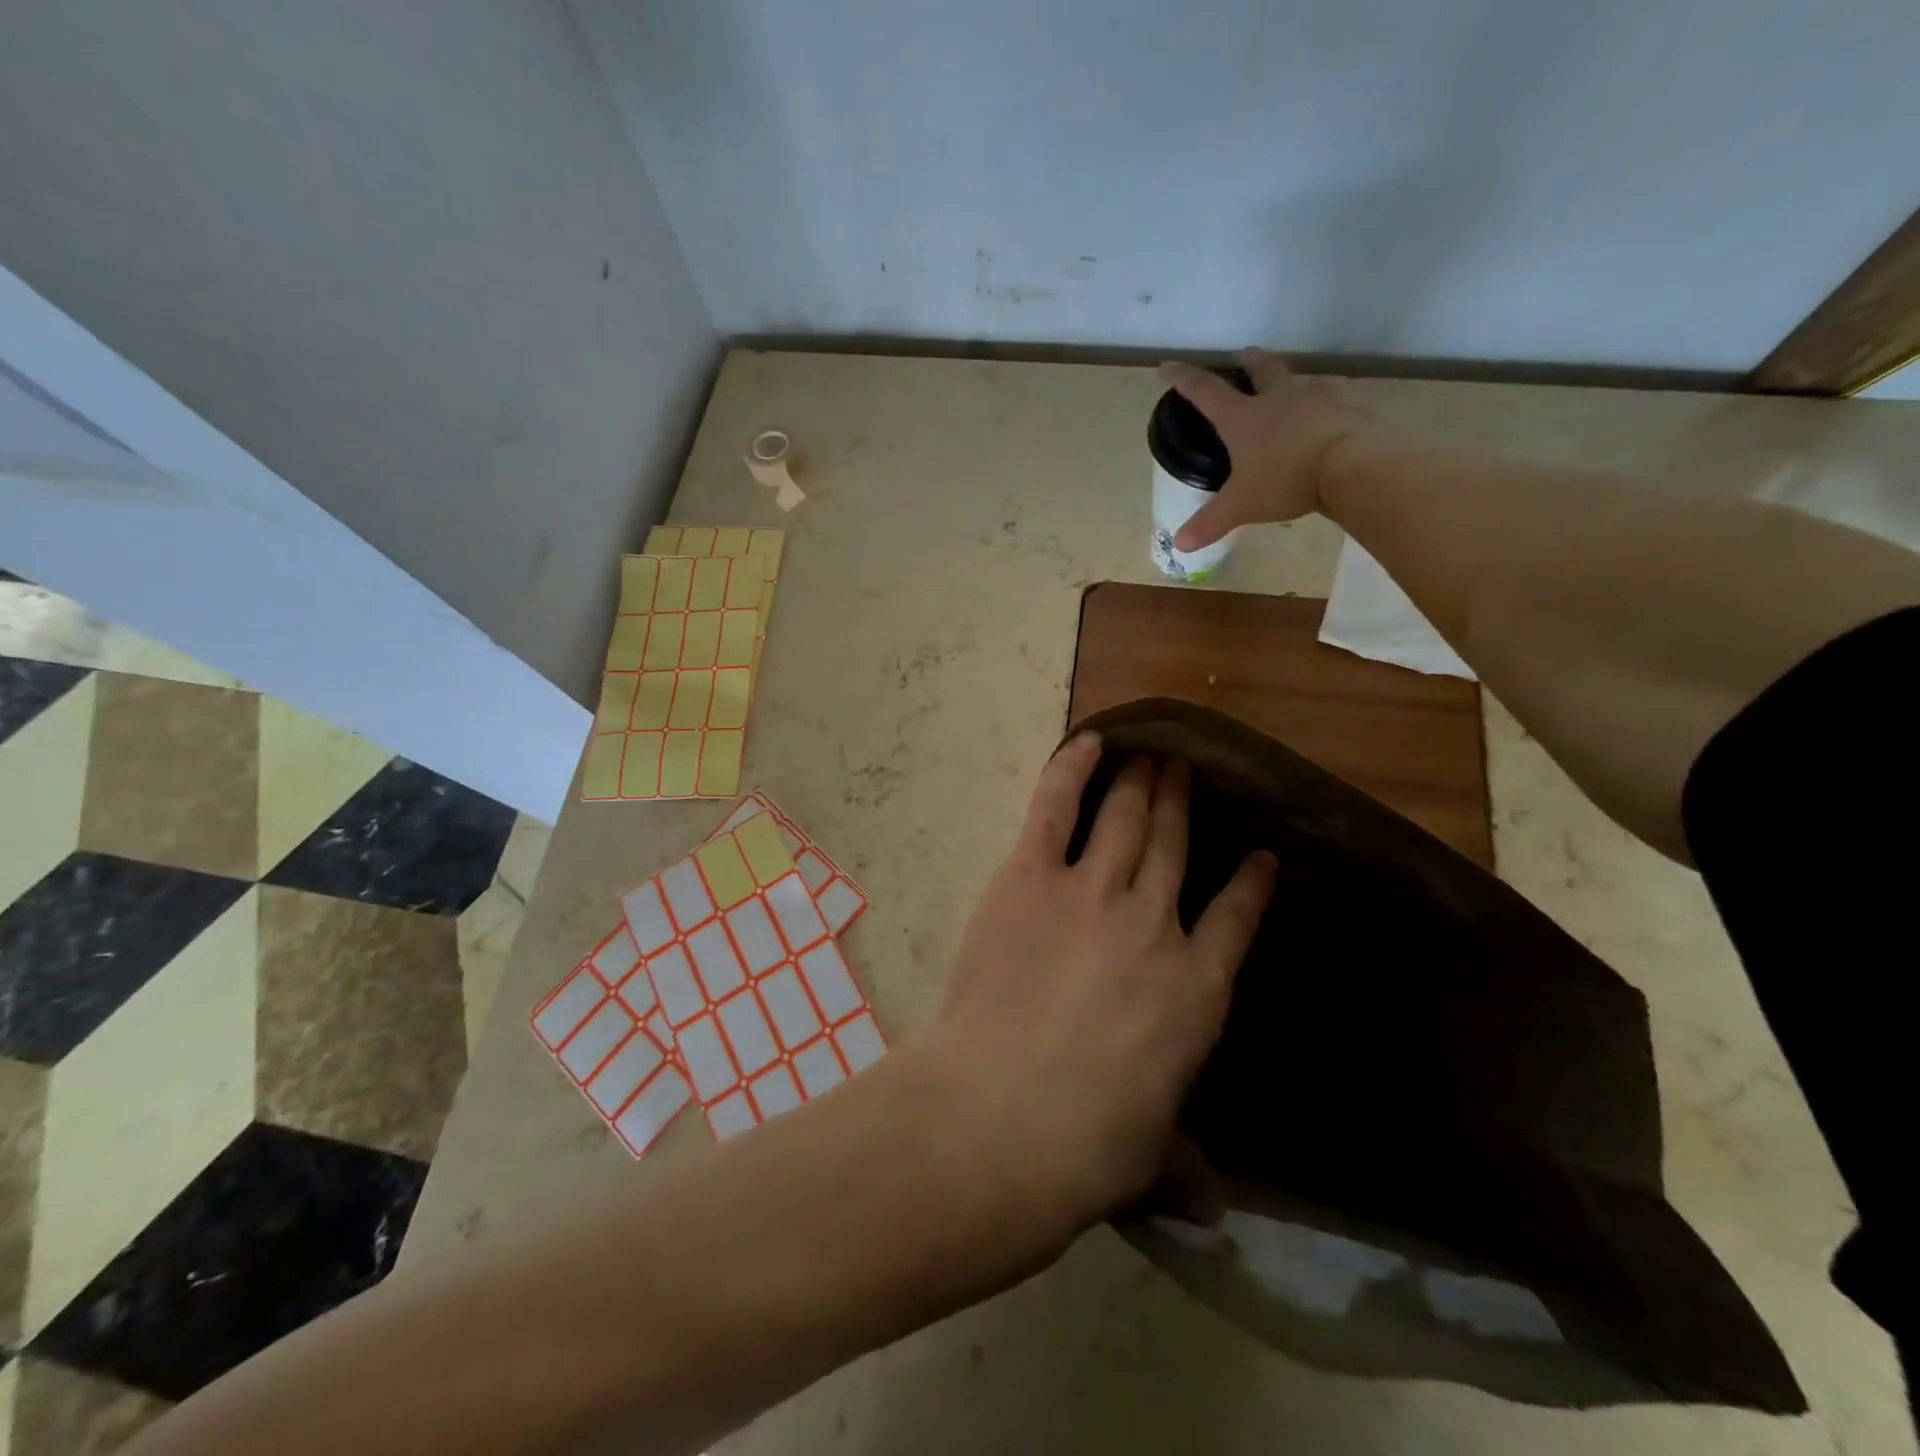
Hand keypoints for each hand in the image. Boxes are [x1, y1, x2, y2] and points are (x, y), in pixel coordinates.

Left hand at [927, 734, 1276, 1238]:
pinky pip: (1055, 807)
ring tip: (1151, 753)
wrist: (1007, 1113)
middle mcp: (1154, 922)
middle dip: (1183, 803)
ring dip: (1140, 779)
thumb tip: (1211, 1212)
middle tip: (1187, 769)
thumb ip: (1181, 1165)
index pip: (1237, 917)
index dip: (1250, 882)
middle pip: (1175, 845)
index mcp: (1197, 987)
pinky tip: (1087, 741)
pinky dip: (1071, 769)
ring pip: (1126, 817)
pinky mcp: (1030, 876)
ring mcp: (1091, 890)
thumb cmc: (1090, 1145)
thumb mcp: (1150, 1157)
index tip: (1260, 855)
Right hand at [1159, 349, 1372, 550]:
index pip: (1206, 391)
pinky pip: (1333, 402)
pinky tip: (1326, 419)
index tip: (1167, 367)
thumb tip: (1180, 544)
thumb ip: (1210, 523)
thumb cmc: (1285, 480)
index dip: (1183, 379)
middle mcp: (1278, 398)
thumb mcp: (1241, 506)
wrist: (1353, 466)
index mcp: (1243, 417)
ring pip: (1300, 380)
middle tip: (1243, 355)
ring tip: (1288, 391)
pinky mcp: (1348, 409)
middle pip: (1261, 369)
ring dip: (1290, 382)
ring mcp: (1317, 399)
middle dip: (1248, 361)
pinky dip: (1324, 407)